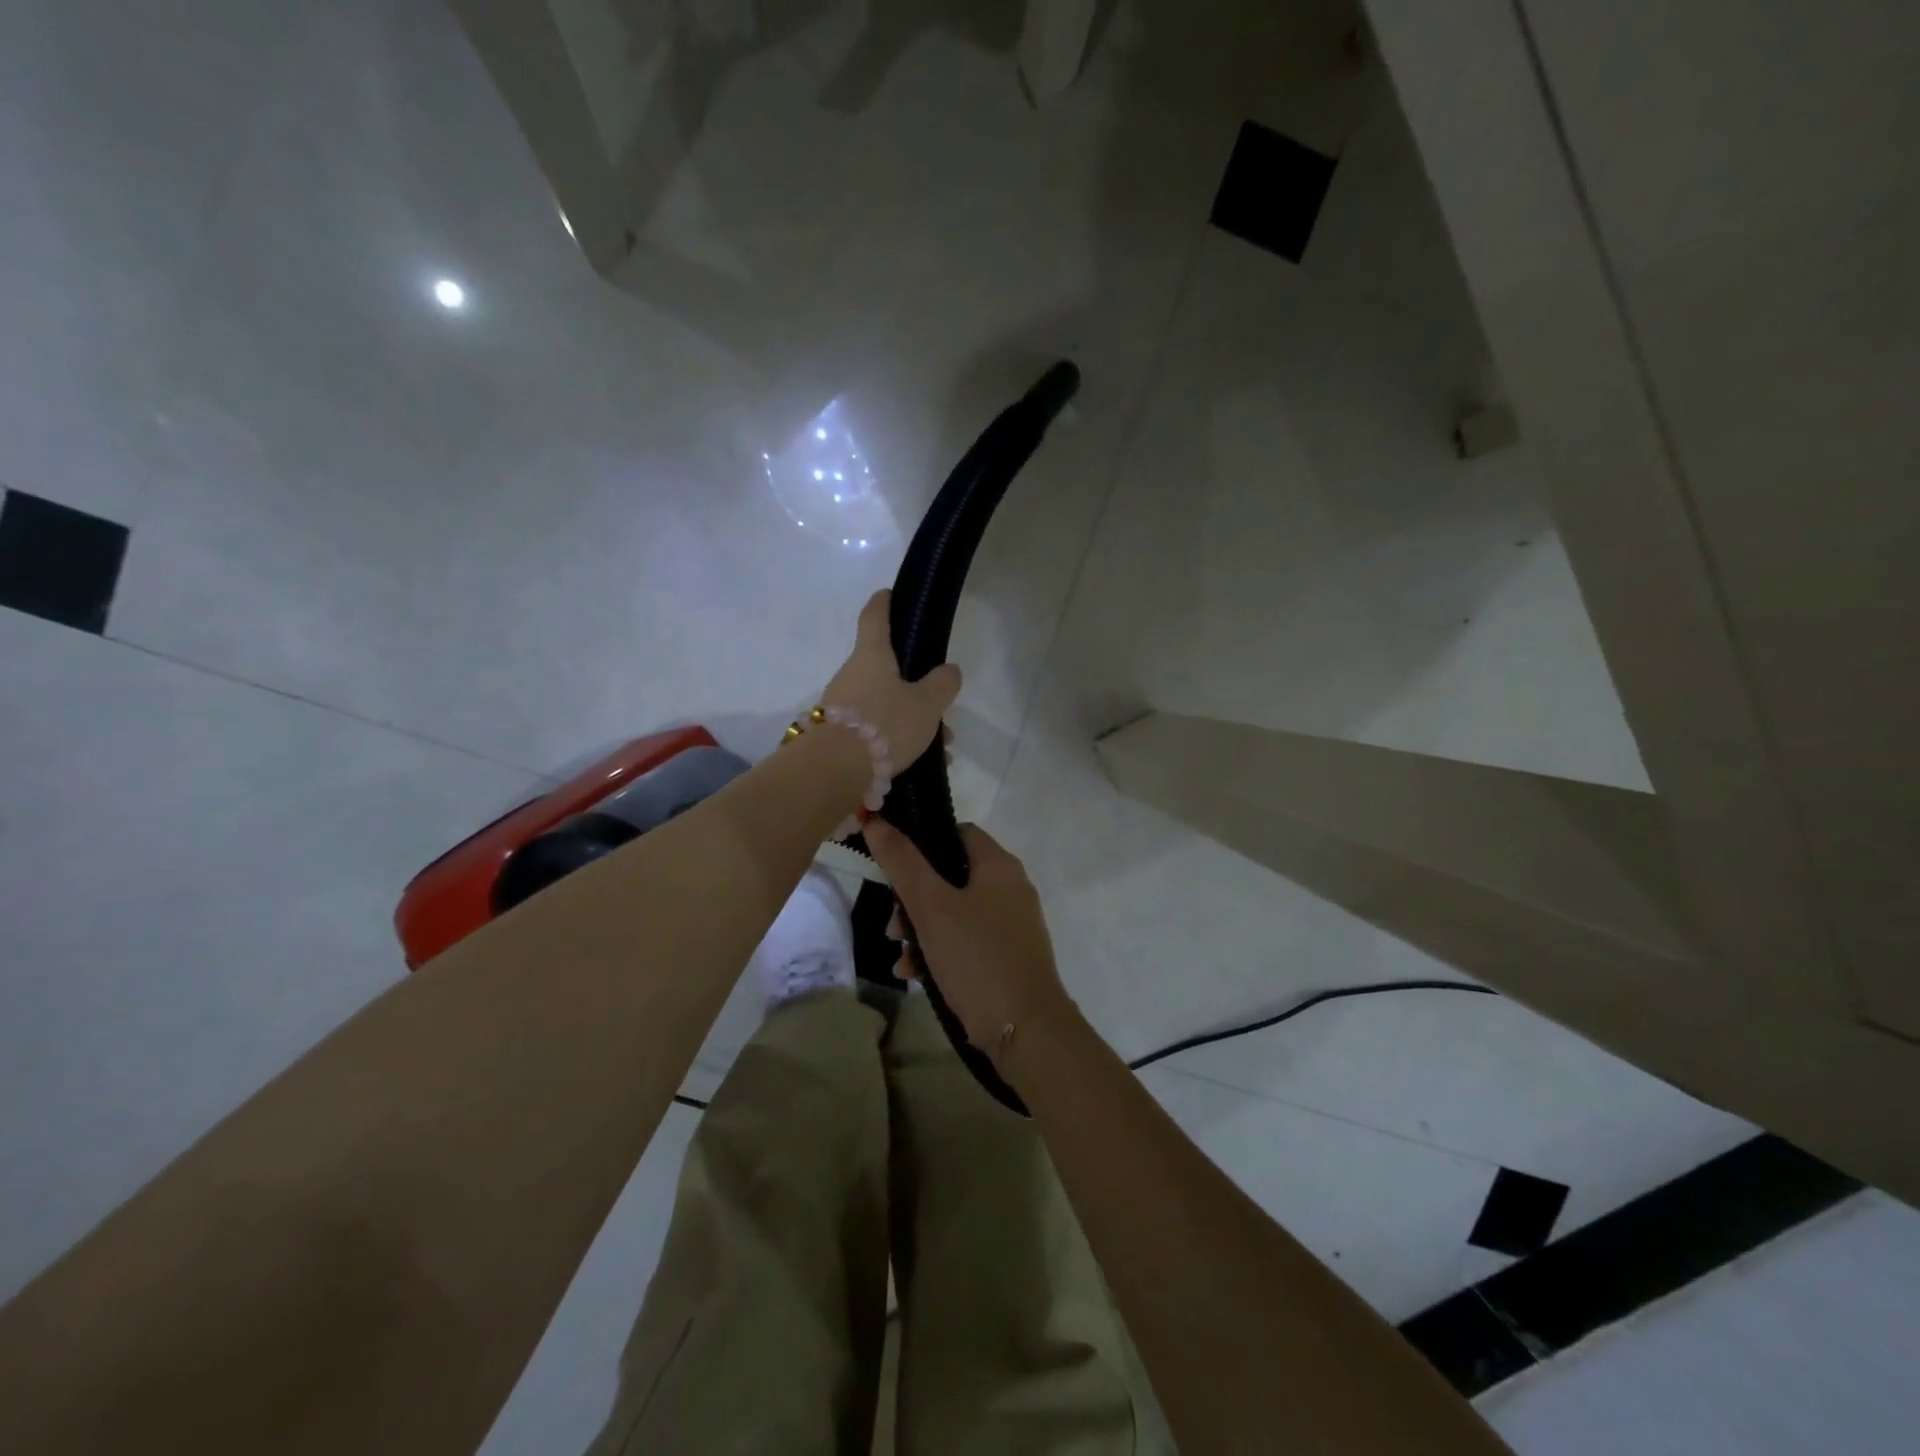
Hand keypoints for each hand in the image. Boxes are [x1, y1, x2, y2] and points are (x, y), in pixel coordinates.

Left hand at [820, 589, 961, 769]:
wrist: (834, 771)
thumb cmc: (884, 724)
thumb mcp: (927, 704)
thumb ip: (942, 685)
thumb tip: (948, 670)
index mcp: (872, 655)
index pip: (875, 617)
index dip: (884, 603)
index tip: (889, 594)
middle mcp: (852, 674)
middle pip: (887, 669)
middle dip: (916, 686)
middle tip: (941, 706)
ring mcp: (842, 705)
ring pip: (884, 703)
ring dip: (912, 720)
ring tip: (940, 746)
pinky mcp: (839, 734)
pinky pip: (875, 729)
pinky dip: (898, 739)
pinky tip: (920, 763)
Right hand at [864, 820, 1072, 1057]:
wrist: (1026, 1030)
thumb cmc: (977, 957)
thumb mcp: (931, 907)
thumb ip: (902, 863)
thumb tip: (875, 820)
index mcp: (999, 866)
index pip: (957, 833)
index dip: (922, 843)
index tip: (893, 867)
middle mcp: (1011, 888)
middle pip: (951, 875)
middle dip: (914, 898)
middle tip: (893, 923)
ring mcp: (1012, 924)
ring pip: (955, 911)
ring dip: (922, 928)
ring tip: (900, 954)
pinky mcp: (1009, 955)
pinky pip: (967, 940)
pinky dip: (941, 950)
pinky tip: (915, 974)